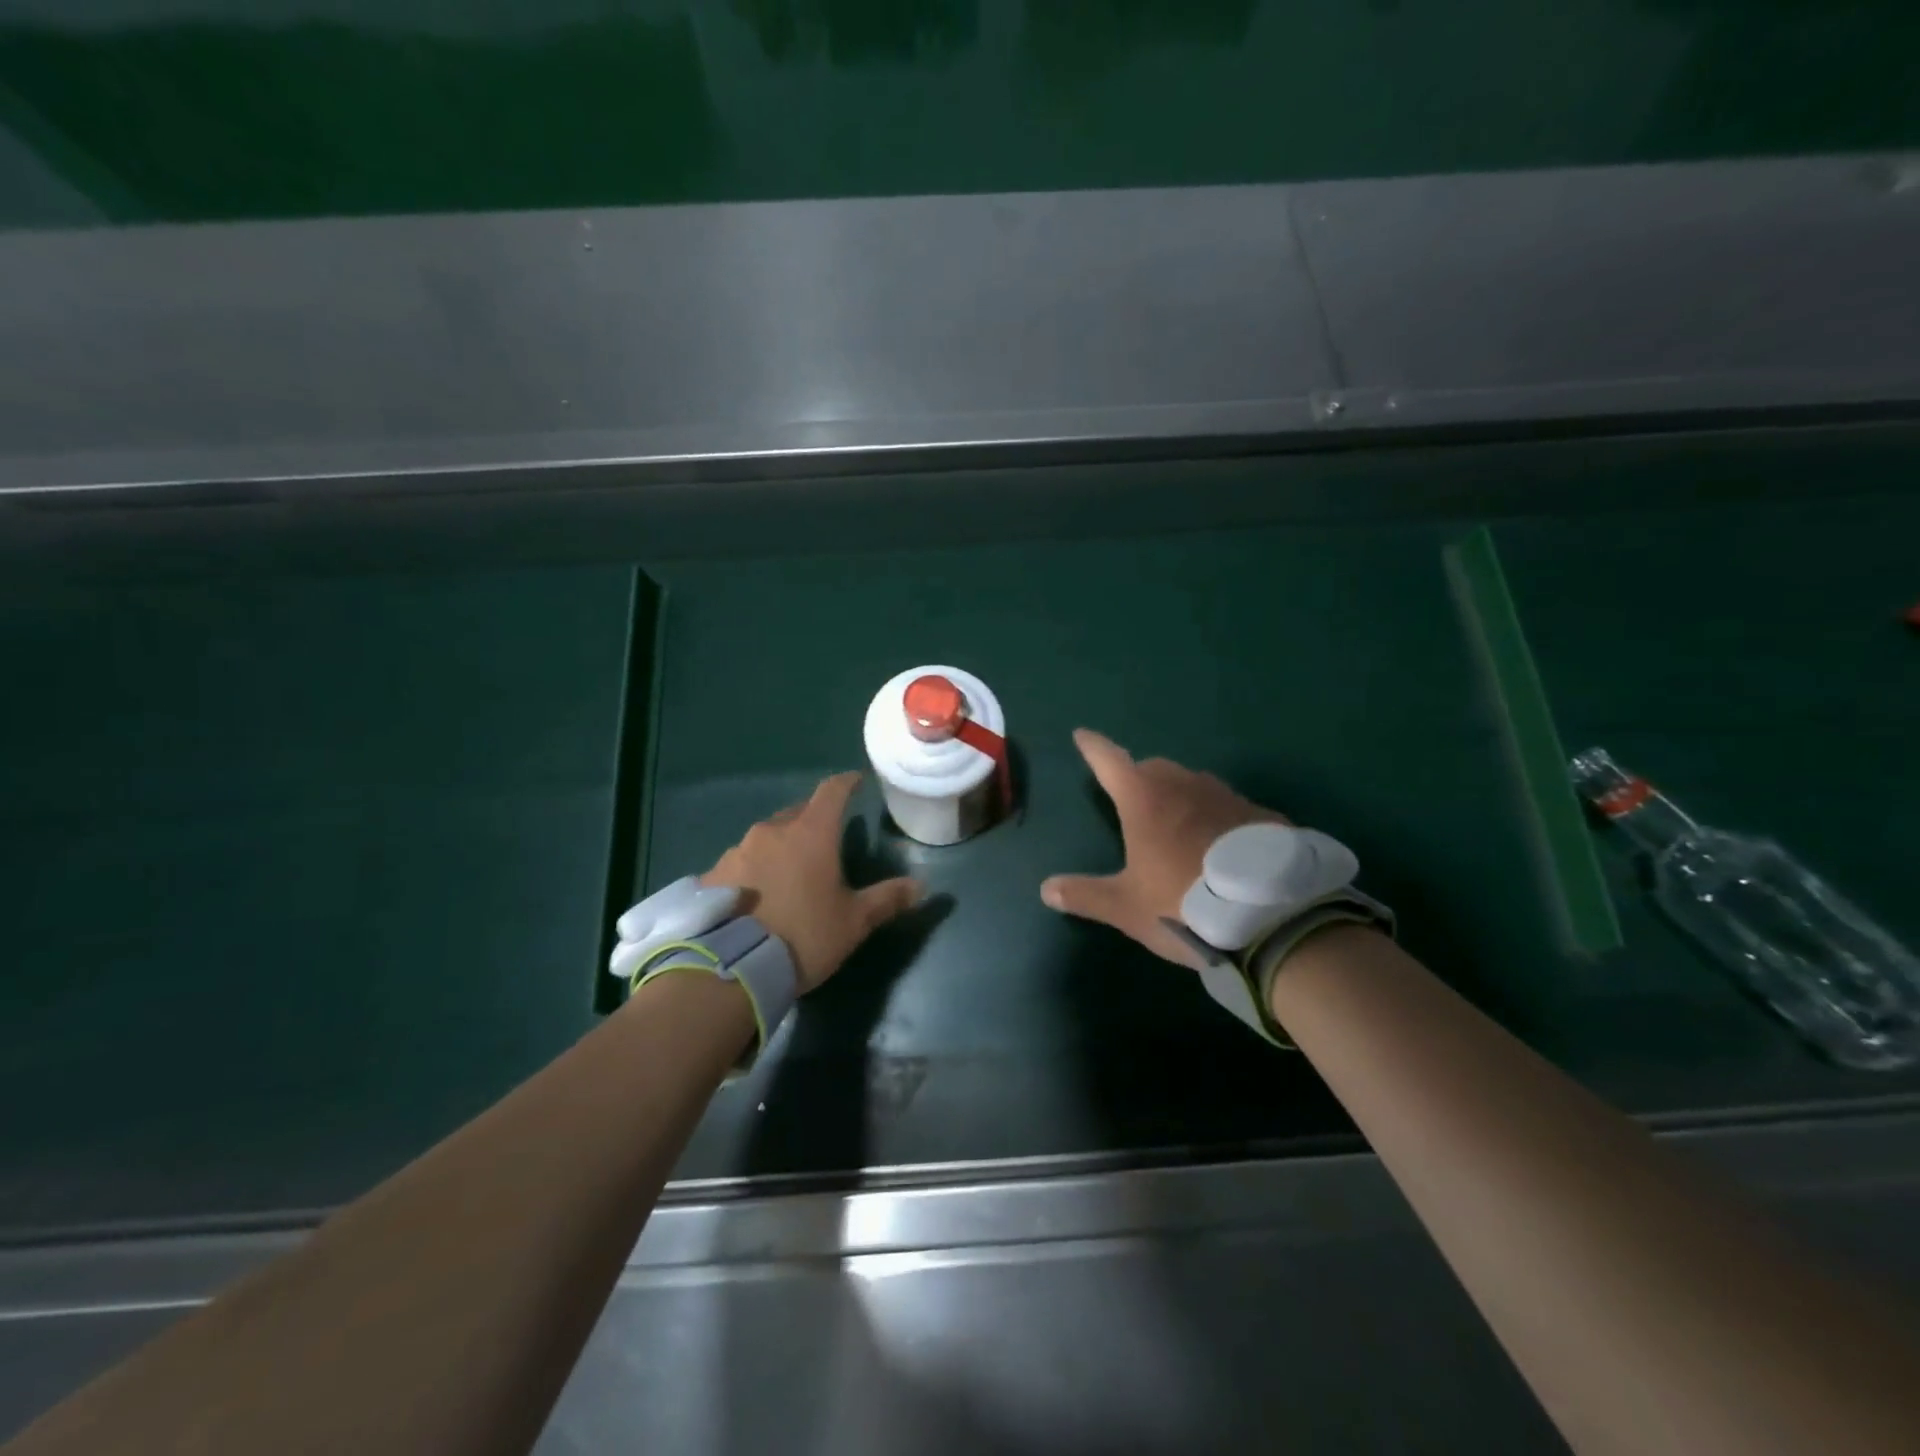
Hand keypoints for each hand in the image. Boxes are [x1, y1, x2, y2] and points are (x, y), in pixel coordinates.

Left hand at [703, 771, 921, 992]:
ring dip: (781, 846)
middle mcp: (772, 831)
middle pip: (798, 812)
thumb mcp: (853, 922)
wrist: (731, 968)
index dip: (846, 783)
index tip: (856, 781)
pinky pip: (741, 861)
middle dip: (813, 818)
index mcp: (811, 834)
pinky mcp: (713, 874)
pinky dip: (754, 868)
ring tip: (789, 872)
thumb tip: (920, 886)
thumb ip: (886, 899)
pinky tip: (757, 893)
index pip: (832, 792)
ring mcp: (738, 850)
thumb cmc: (803, 936)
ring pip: (767, 837)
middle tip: (825, 837)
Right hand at [1041, 729, 1285, 967]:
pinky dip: (1215, 817)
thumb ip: (1085, 895)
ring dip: (1179, 796)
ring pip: (1193, 784)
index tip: (1082, 735)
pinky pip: (1228, 807)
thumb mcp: (1128, 907)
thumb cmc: (1183, 904)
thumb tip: (1046, 889)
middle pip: (1153, 769)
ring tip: (1177, 826)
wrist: (1271, 916)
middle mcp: (1184, 786)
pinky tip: (1221, 846)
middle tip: (1132, 800)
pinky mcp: (1260, 815)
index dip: (1093, 748)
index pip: (1109, 760)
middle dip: (1138, 777)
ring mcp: (1226, 797)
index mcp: (1144, 799)